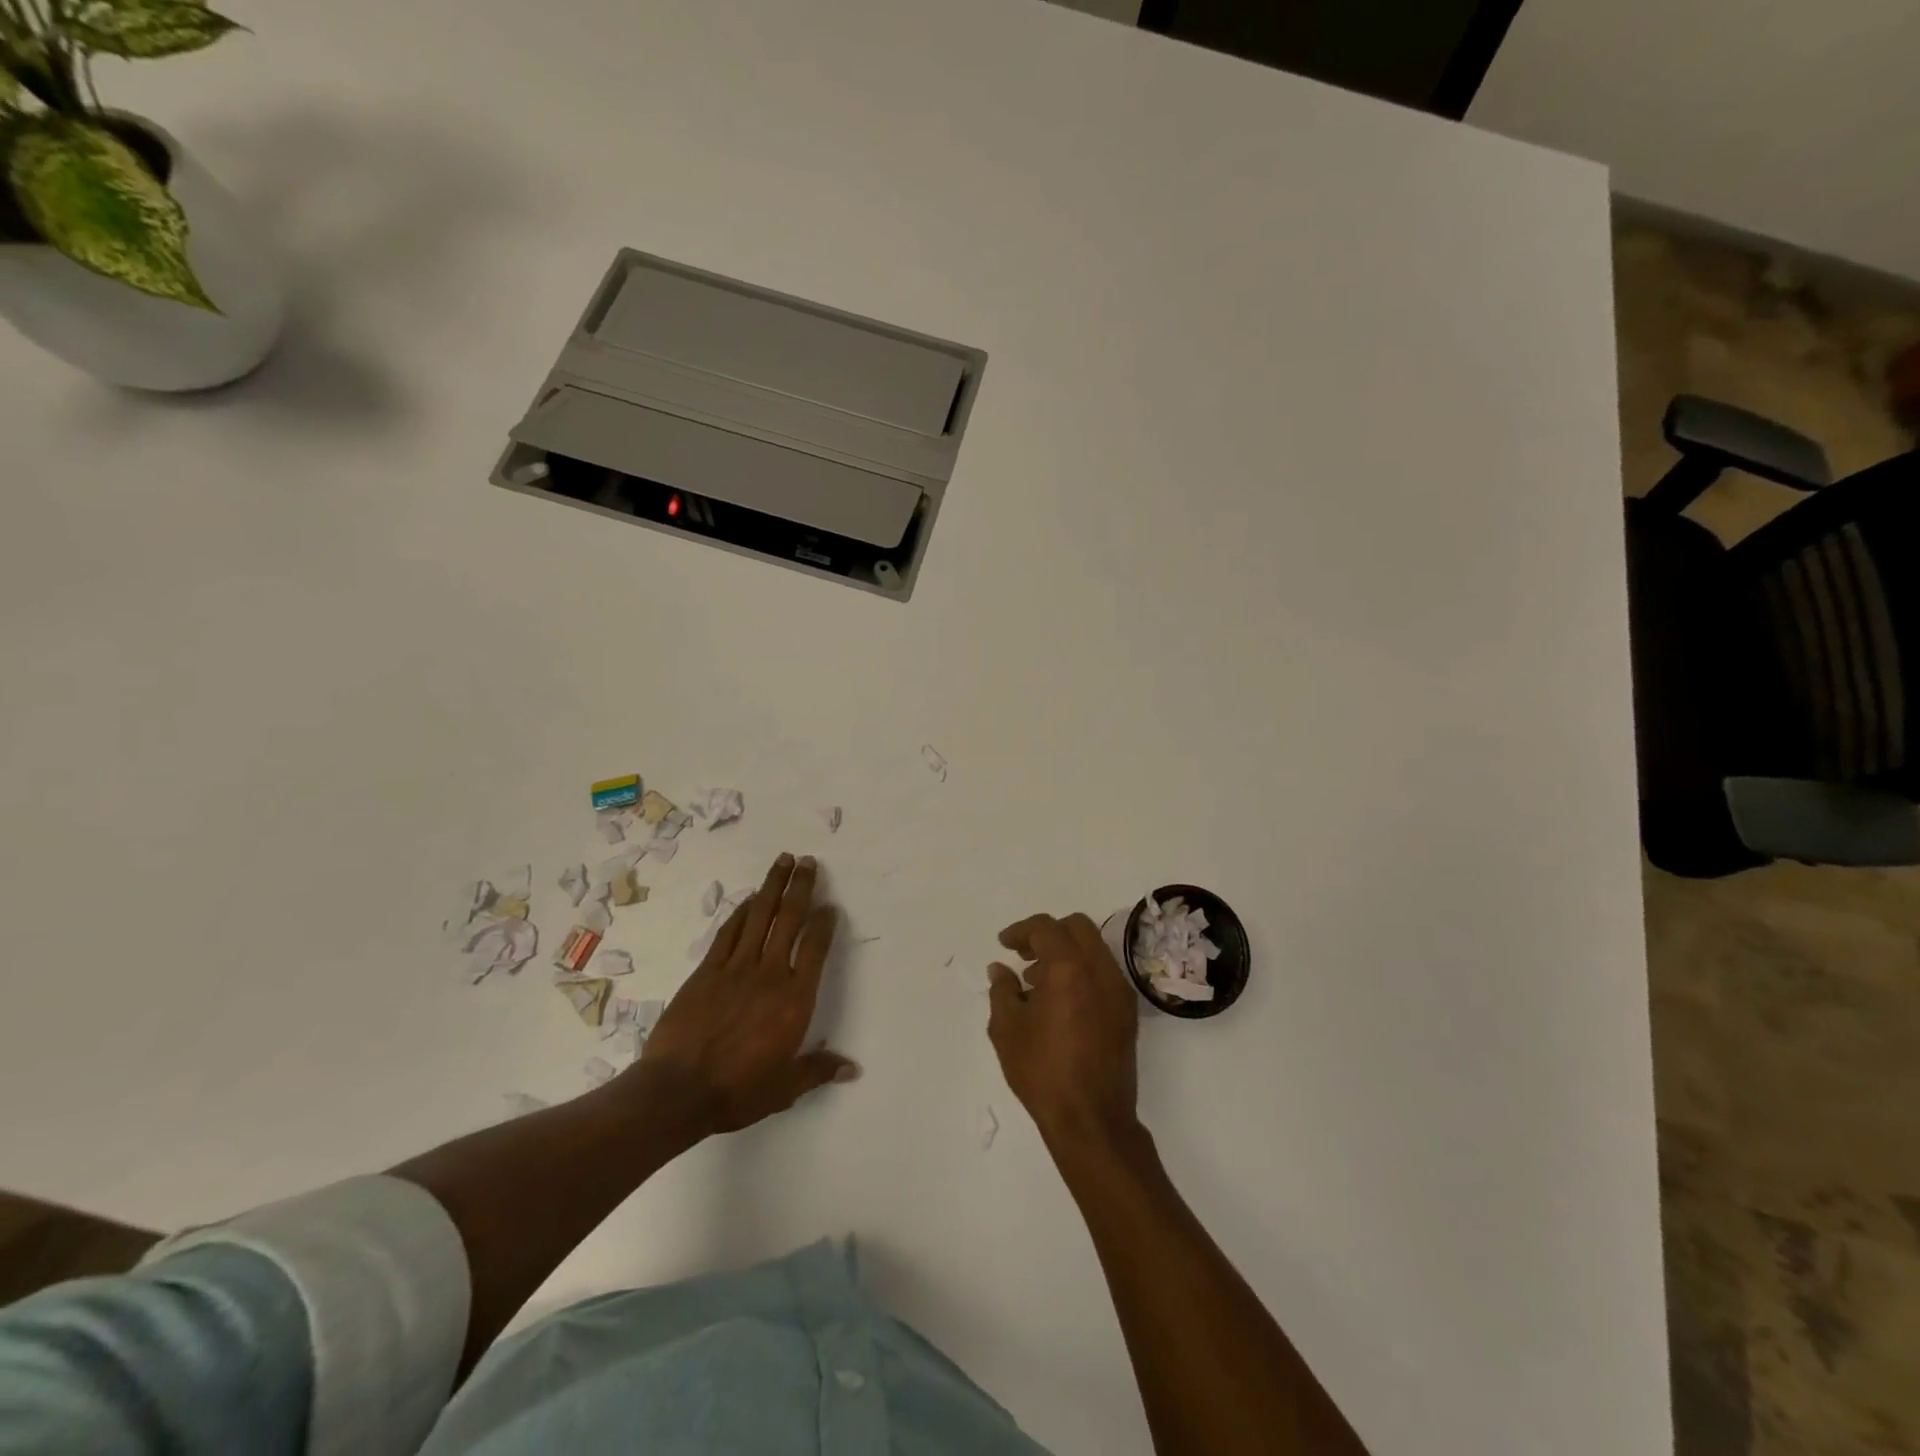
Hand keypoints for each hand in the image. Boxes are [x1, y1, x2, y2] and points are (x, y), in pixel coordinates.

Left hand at [638, 853, 858, 1137]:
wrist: (677, 1091)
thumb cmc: (737, 1090)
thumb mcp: (785, 1087)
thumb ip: (819, 1070)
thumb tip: (853, 1068)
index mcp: (794, 999)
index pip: (815, 949)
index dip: (824, 923)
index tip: (830, 906)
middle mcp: (769, 974)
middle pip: (789, 920)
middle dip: (801, 887)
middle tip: (808, 861)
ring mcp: (735, 968)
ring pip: (760, 917)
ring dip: (772, 887)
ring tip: (783, 861)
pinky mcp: (706, 971)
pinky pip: (728, 933)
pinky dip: (741, 912)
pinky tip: (750, 899)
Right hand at [989, 913, 1141, 1151]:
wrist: (1092, 1120)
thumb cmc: (1043, 1072)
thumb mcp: (1007, 1029)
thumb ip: (1002, 990)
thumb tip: (1001, 969)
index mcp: (1069, 968)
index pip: (1046, 927)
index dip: (1021, 930)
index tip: (1004, 945)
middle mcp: (1100, 969)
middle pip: (1077, 927)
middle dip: (1048, 933)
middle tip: (1025, 954)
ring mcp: (1119, 990)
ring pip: (1093, 948)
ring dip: (1066, 952)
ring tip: (1037, 983)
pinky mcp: (1127, 1012)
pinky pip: (1103, 973)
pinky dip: (1082, 972)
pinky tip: (1060, 1002)